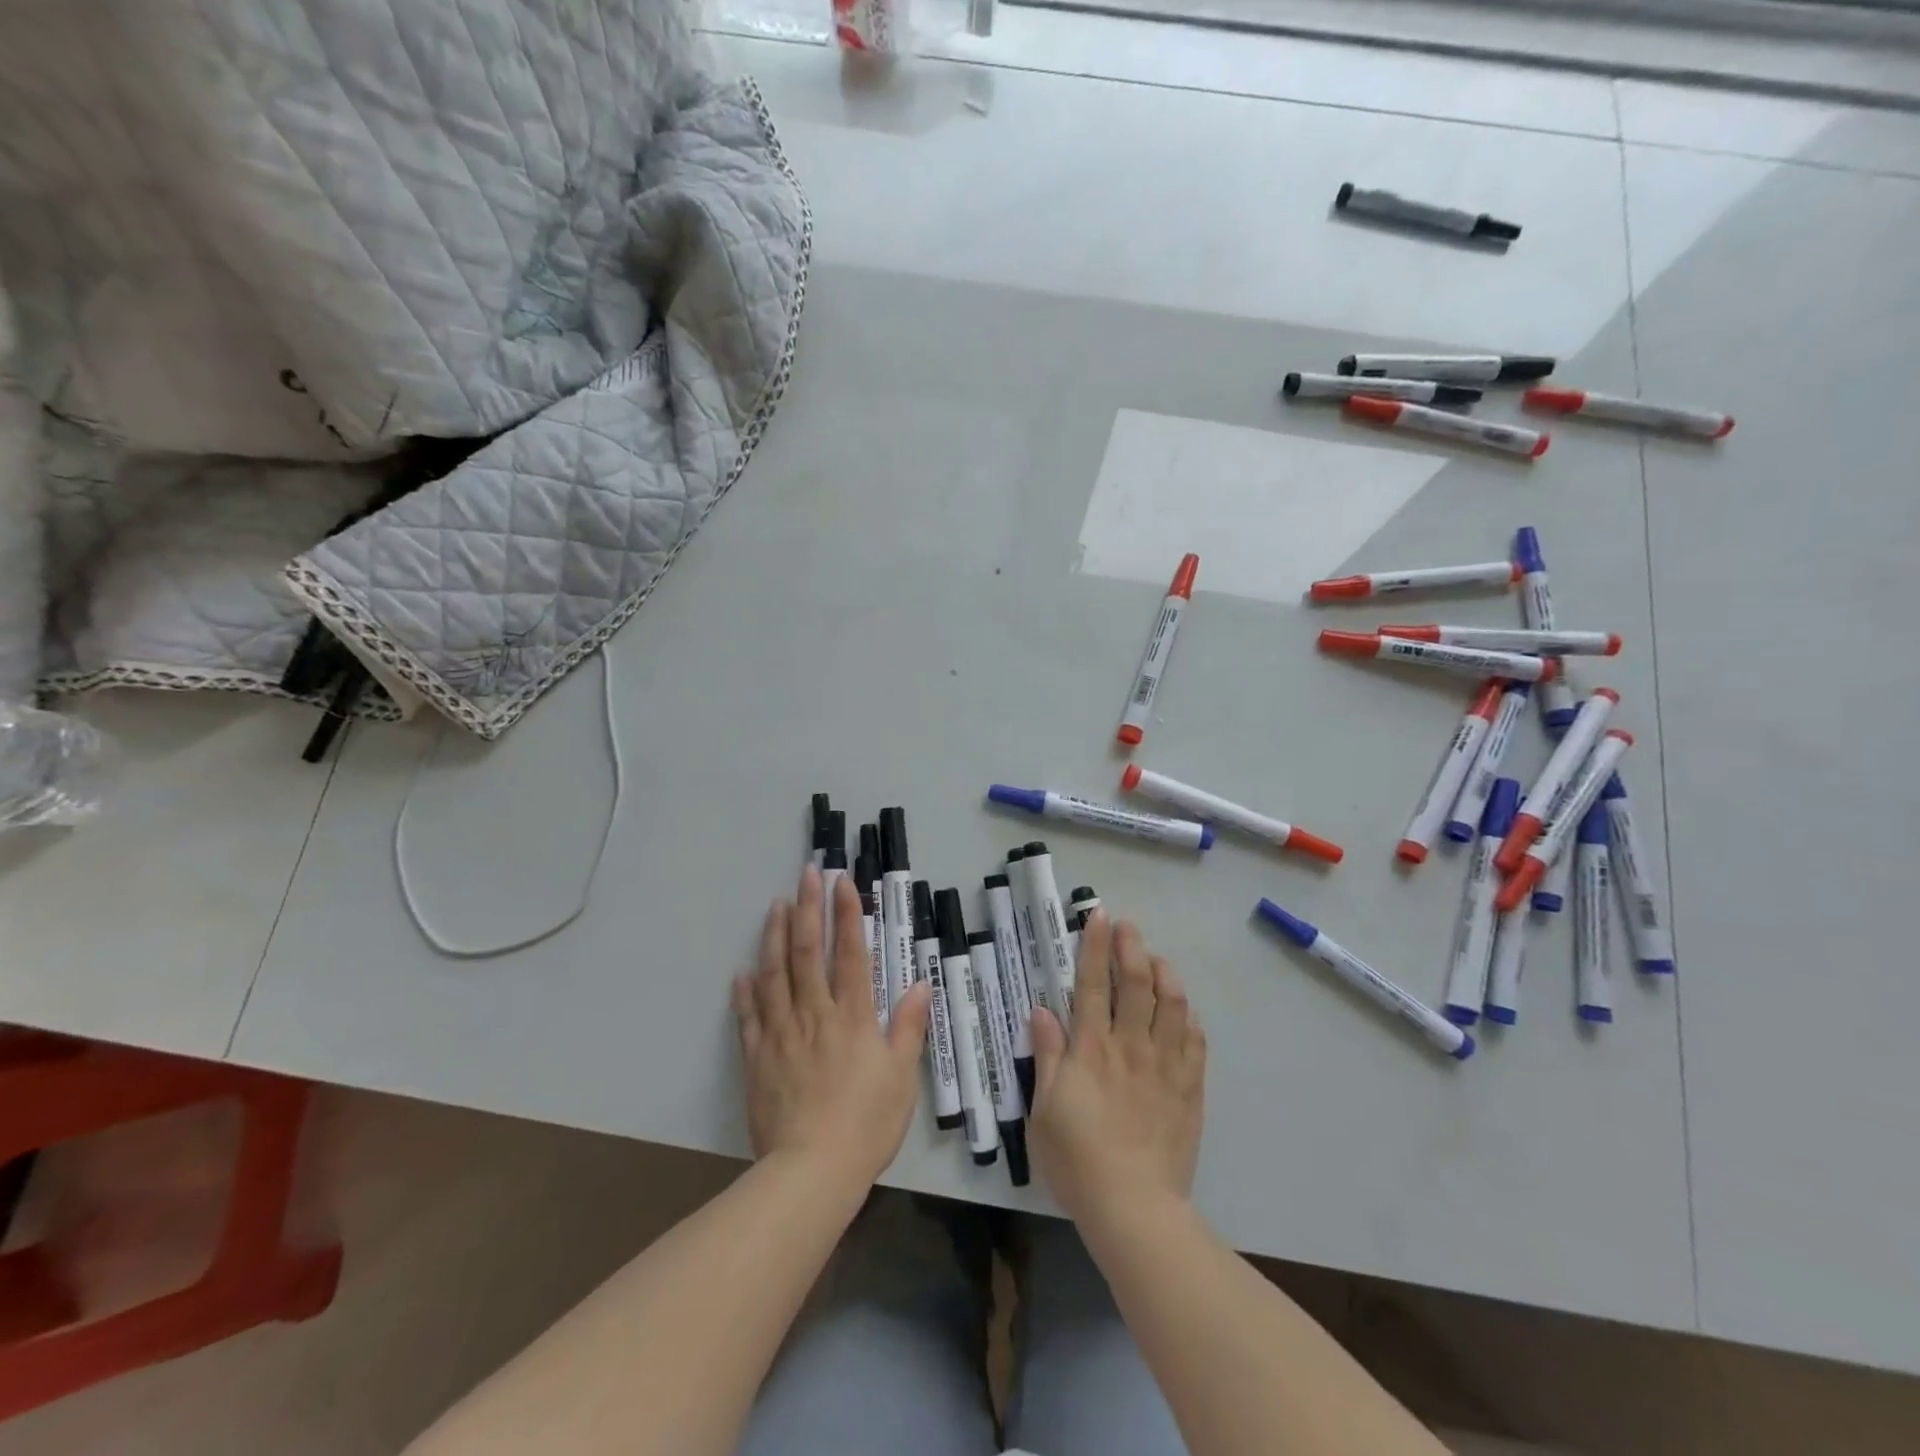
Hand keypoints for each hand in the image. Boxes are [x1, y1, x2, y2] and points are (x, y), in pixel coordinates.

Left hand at [733, 864, 931, 1191]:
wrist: (812, 1172)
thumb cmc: (867, 1123)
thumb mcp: (902, 1076)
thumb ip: (909, 1027)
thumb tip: (921, 983)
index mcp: (853, 1016)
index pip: (850, 952)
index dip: (847, 913)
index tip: (842, 882)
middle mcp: (815, 1014)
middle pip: (808, 952)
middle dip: (808, 908)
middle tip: (806, 874)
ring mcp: (782, 1034)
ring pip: (775, 975)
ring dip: (775, 937)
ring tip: (775, 906)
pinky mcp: (758, 1058)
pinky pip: (750, 1018)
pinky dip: (745, 993)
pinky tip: (742, 972)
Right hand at [1029, 911, 1205, 1229]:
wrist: (1134, 1207)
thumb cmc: (1078, 1159)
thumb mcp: (1044, 1109)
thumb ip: (1047, 1056)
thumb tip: (1041, 1010)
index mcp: (1092, 1049)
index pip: (1093, 983)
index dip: (1095, 946)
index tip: (1099, 916)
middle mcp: (1130, 1046)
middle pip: (1136, 983)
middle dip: (1131, 947)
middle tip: (1128, 926)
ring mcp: (1165, 1065)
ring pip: (1172, 1004)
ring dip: (1165, 974)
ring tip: (1157, 960)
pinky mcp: (1189, 1088)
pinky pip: (1195, 1041)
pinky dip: (1189, 1017)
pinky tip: (1184, 1010)